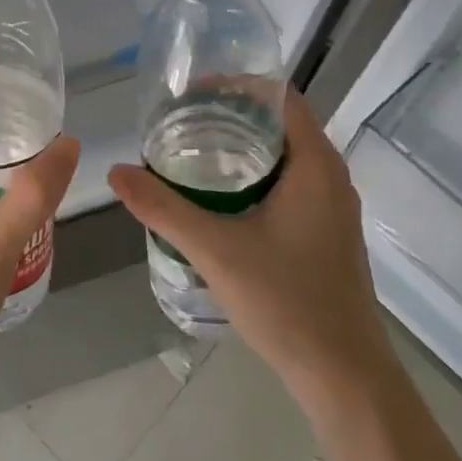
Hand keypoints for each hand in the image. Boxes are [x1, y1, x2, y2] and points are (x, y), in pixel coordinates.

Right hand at [107, 89, 393, 409]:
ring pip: (283, 157)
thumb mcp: (214, 249)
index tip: (191, 93)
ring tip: (190, 154)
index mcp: (315, 164)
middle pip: (278, 124)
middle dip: (229, 117)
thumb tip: (117, 172)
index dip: (236, 85)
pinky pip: (288, 184)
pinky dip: (253, 177)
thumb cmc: (286, 301)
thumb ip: (163, 208)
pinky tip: (218, 200)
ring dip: (240, 149)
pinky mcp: (326, 234)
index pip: (279, 97)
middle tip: (180, 123)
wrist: (344, 376)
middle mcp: (330, 176)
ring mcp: (332, 207)